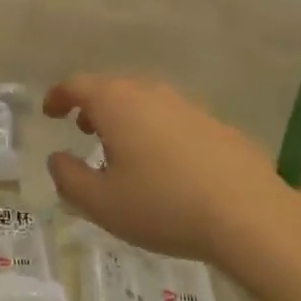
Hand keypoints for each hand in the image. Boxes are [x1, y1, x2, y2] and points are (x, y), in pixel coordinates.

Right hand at [43, 74, 300, 287]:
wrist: (250, 216)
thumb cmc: (163, 206)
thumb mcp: (101, 203)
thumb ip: (68, 178)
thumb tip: (57, 158)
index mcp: (116, 103)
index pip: (77, 85)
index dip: (58, 96)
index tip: (50, 111)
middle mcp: (150, 93)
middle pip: (112, 88)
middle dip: (93, 106)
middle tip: (84, 130)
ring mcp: (187, 106)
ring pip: (145, 101)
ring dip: (127, 118)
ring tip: (124, 149)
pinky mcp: (216, 124)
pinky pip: (174, 119)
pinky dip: (158, 131)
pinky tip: (167, 165)